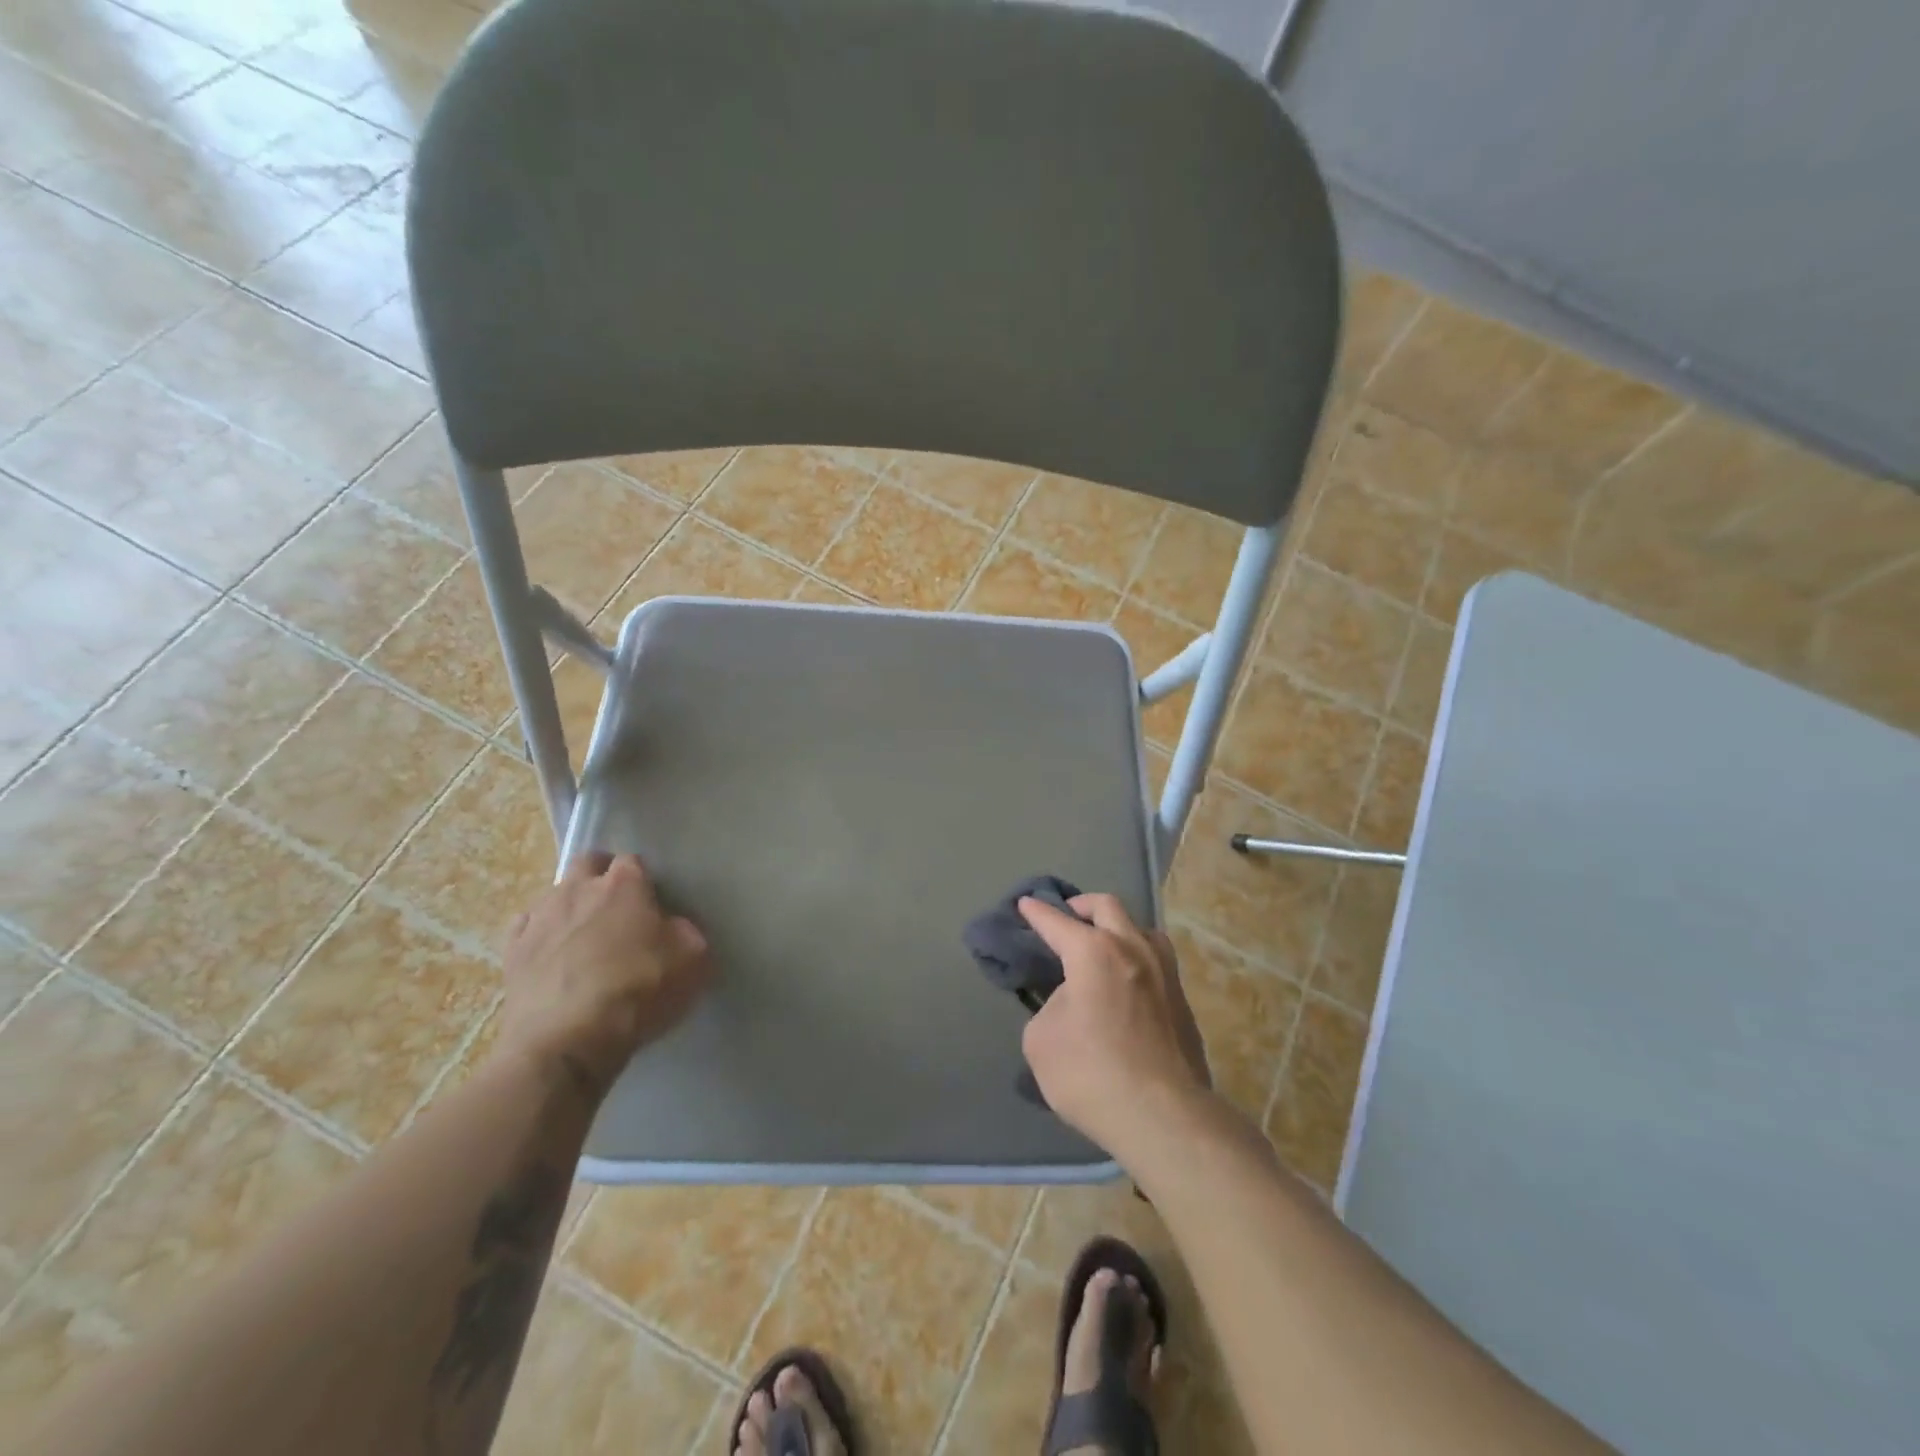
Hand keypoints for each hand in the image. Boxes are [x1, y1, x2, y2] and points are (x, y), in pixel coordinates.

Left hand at [497, 852, 711, 1097]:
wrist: (566, 1041)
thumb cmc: (638, 991)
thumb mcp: (694, 959)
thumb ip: (686, 931)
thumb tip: (672, 926)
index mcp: (624, 884)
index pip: (634, 861)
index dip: (644, 879)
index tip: (652, 904)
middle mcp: (578, 888)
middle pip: (589, 862)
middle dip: (602, 875)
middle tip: (617, 907)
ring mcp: (540, 917)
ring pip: (556, 894)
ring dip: (571, 906)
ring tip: (584, 937)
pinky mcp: (512, 950)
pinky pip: (527, 927)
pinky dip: (541, 934)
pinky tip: (552, 956)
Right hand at [1018, 893, 1210, 1154]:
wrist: (1163, 1116)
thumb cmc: (1091, 1074)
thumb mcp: (1042, 1041)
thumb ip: (1051, 1007)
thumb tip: (1071, 1003)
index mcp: (1094, 952)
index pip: (1057, 922)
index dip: (1037, 912)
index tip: (1026, 904)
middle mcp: (1133, 949)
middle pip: (1107, 907)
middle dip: (1082, 905)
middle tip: (1067, 916)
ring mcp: (1165, 973)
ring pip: (1142, 929)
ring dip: (1118, 928)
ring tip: (1105, 945)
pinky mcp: (1183, 1002)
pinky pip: (1157, 963)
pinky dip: (1136, 959)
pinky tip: (1129, 983)